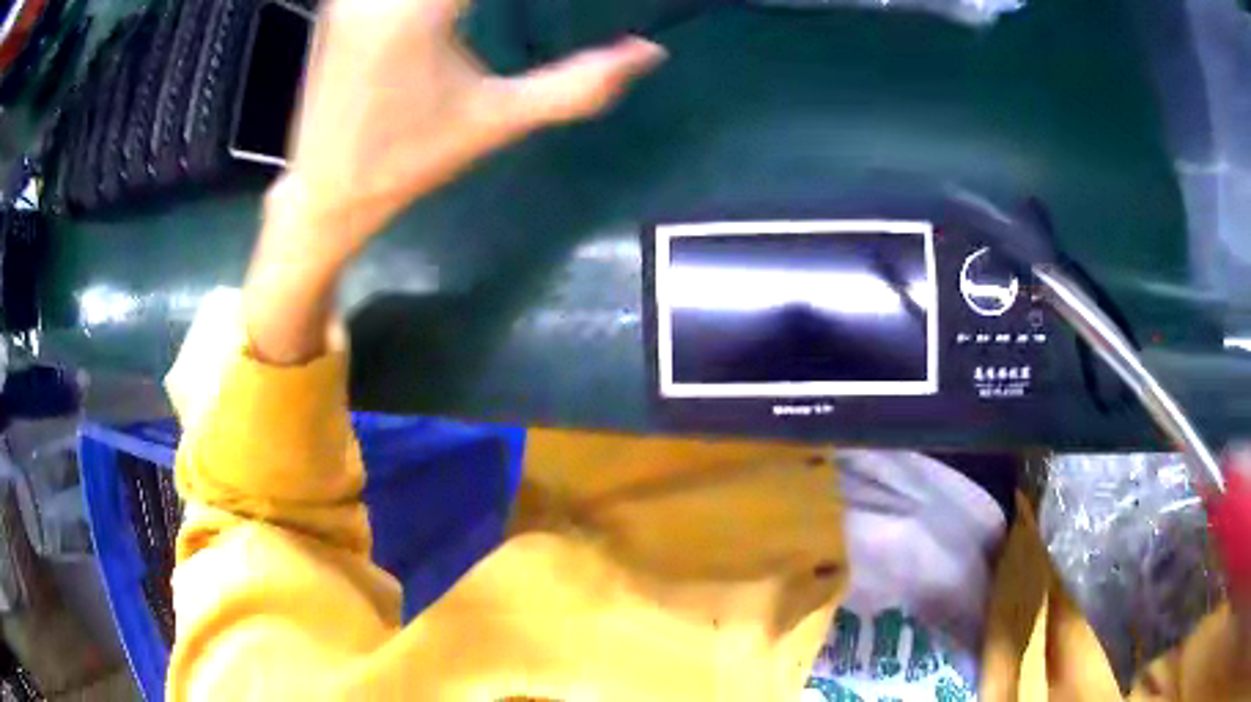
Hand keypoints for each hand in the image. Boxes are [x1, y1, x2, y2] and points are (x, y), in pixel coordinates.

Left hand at [275, 0, 666, 262]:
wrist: (325, 191)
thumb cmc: (409, 162)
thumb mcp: (499, 121)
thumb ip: (579, 84)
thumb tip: (650, 53)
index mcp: (417, 11)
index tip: (559, 4)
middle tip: (505, 11)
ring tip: (479, 13)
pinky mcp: (339, 0)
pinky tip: (456, 12)